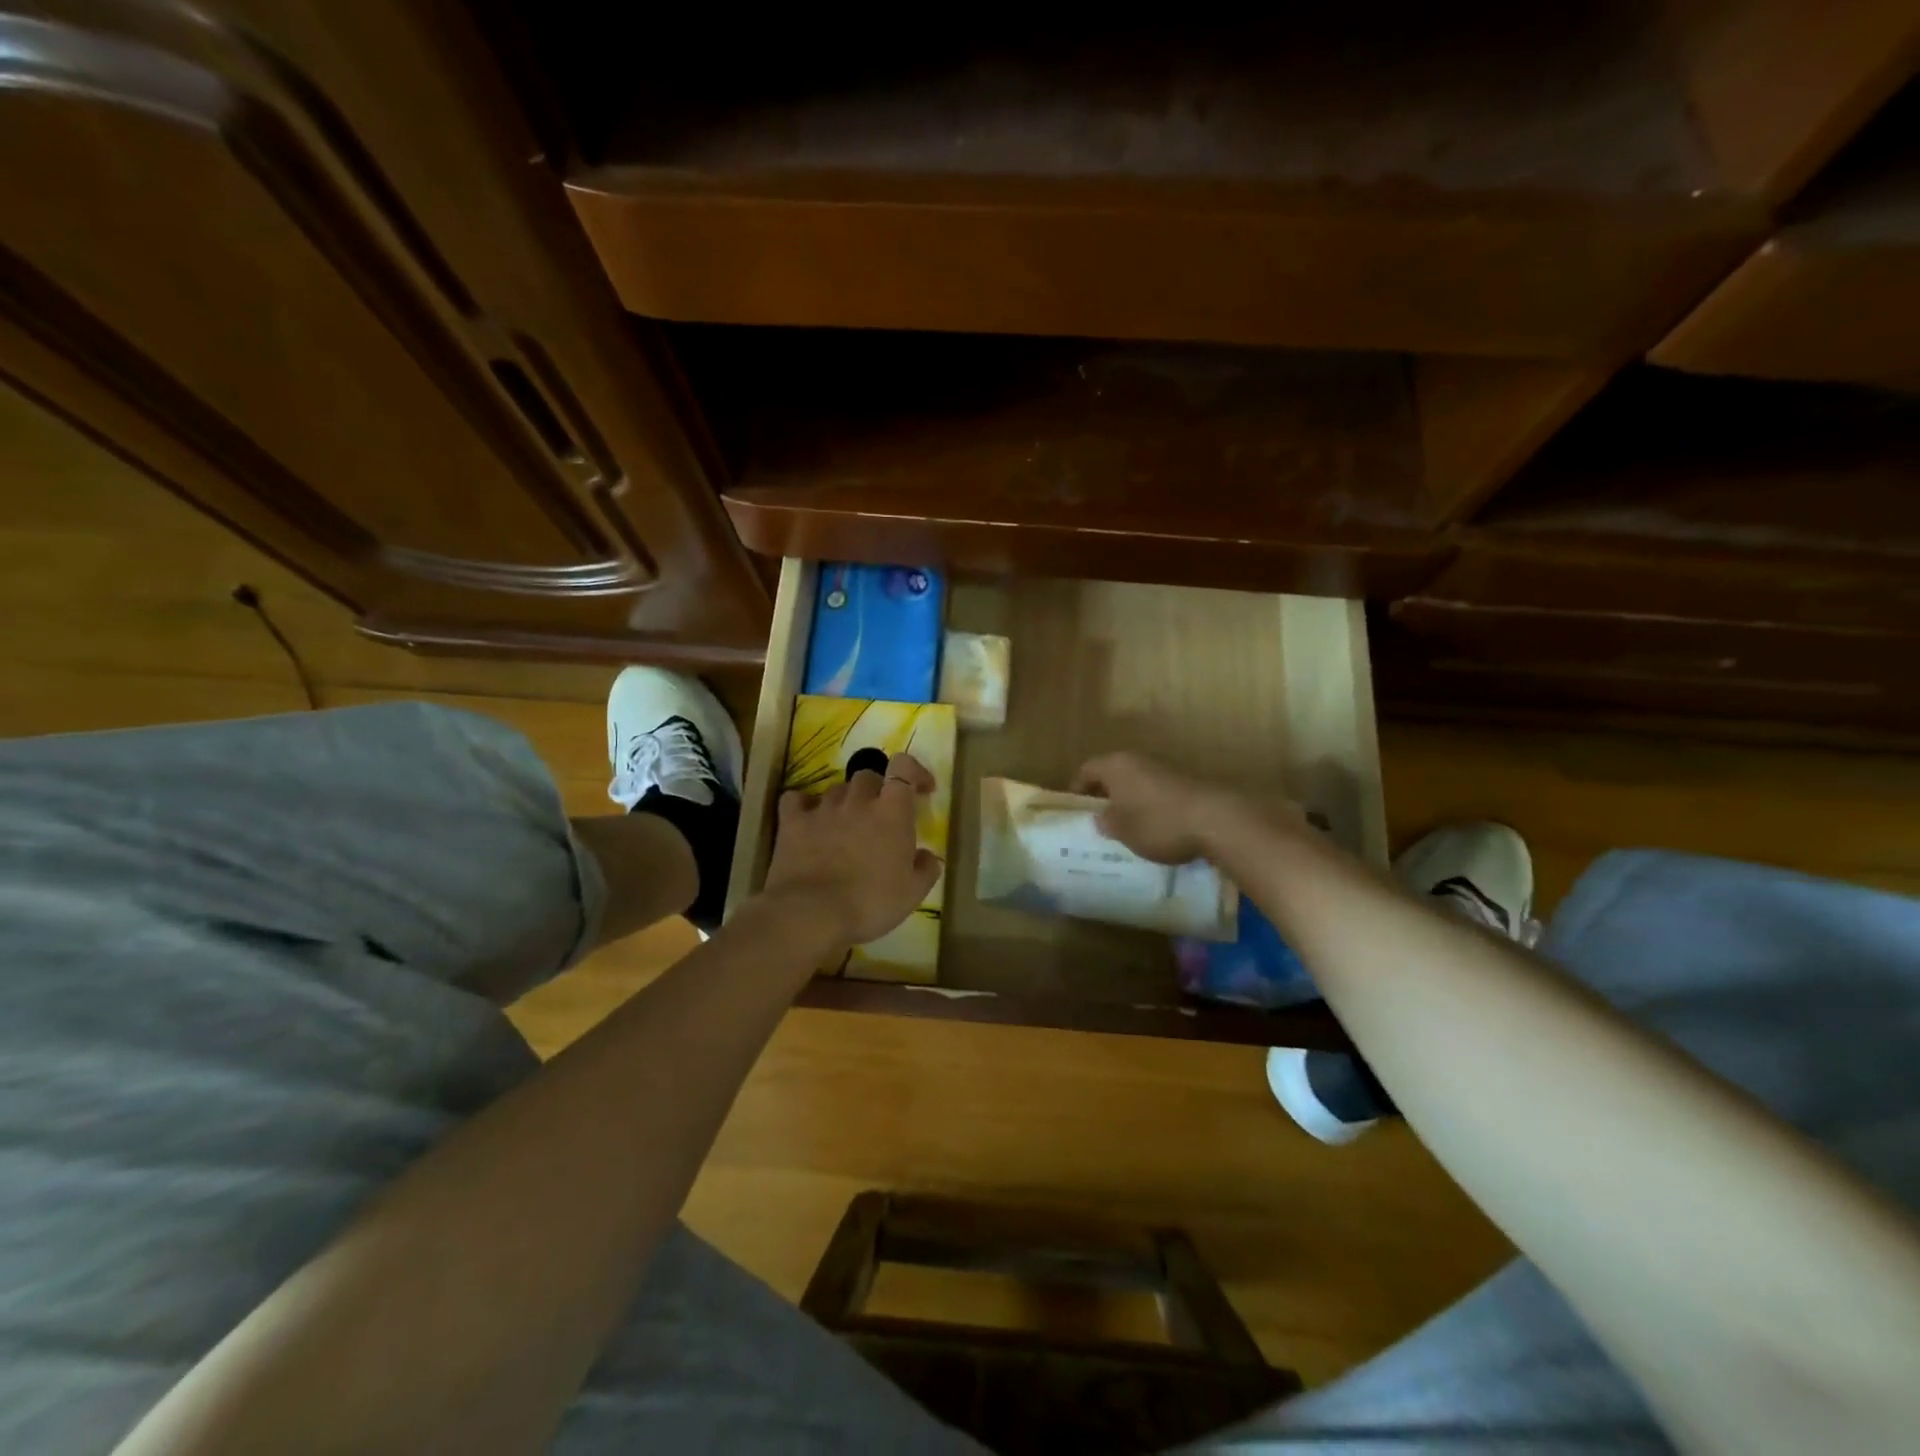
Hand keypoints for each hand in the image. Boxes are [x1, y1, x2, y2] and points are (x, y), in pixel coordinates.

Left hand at [763, 752, 943, 946]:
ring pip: (835, 789)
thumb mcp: (913, 893)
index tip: (920, 789)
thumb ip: (925, 869)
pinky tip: (807, 819)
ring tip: (845, 825)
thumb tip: (926, 856)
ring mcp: (822, 809)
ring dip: (844, 801)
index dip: (914, 772)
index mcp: (891, 811)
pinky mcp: (793, 822)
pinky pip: (795, 800)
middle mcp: (857, 800)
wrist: (813, 914)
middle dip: (876, 790)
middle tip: (879, 815)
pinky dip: (802, 805)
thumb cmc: (871, 902)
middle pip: (868, 775)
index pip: (904, 767)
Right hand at [1072, 752, 1246, 864]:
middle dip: (1104, 796)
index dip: (1077, 790)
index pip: (1086, 770)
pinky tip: (1155, 828)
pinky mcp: (1184, 782)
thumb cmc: (1157, 823)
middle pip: (1112, 774)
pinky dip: (1150, 806)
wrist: (1215, 820)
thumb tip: (1101, 817)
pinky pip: (1156, 792)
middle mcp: (1137, 760)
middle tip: (1099, 820)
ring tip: (1127, 828)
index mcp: (1115, 766)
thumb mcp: (1122, 830)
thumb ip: (1106, 822)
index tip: (1077, 811)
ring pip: (1135, 783)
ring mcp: (1164, 769)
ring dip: (1129, 801)